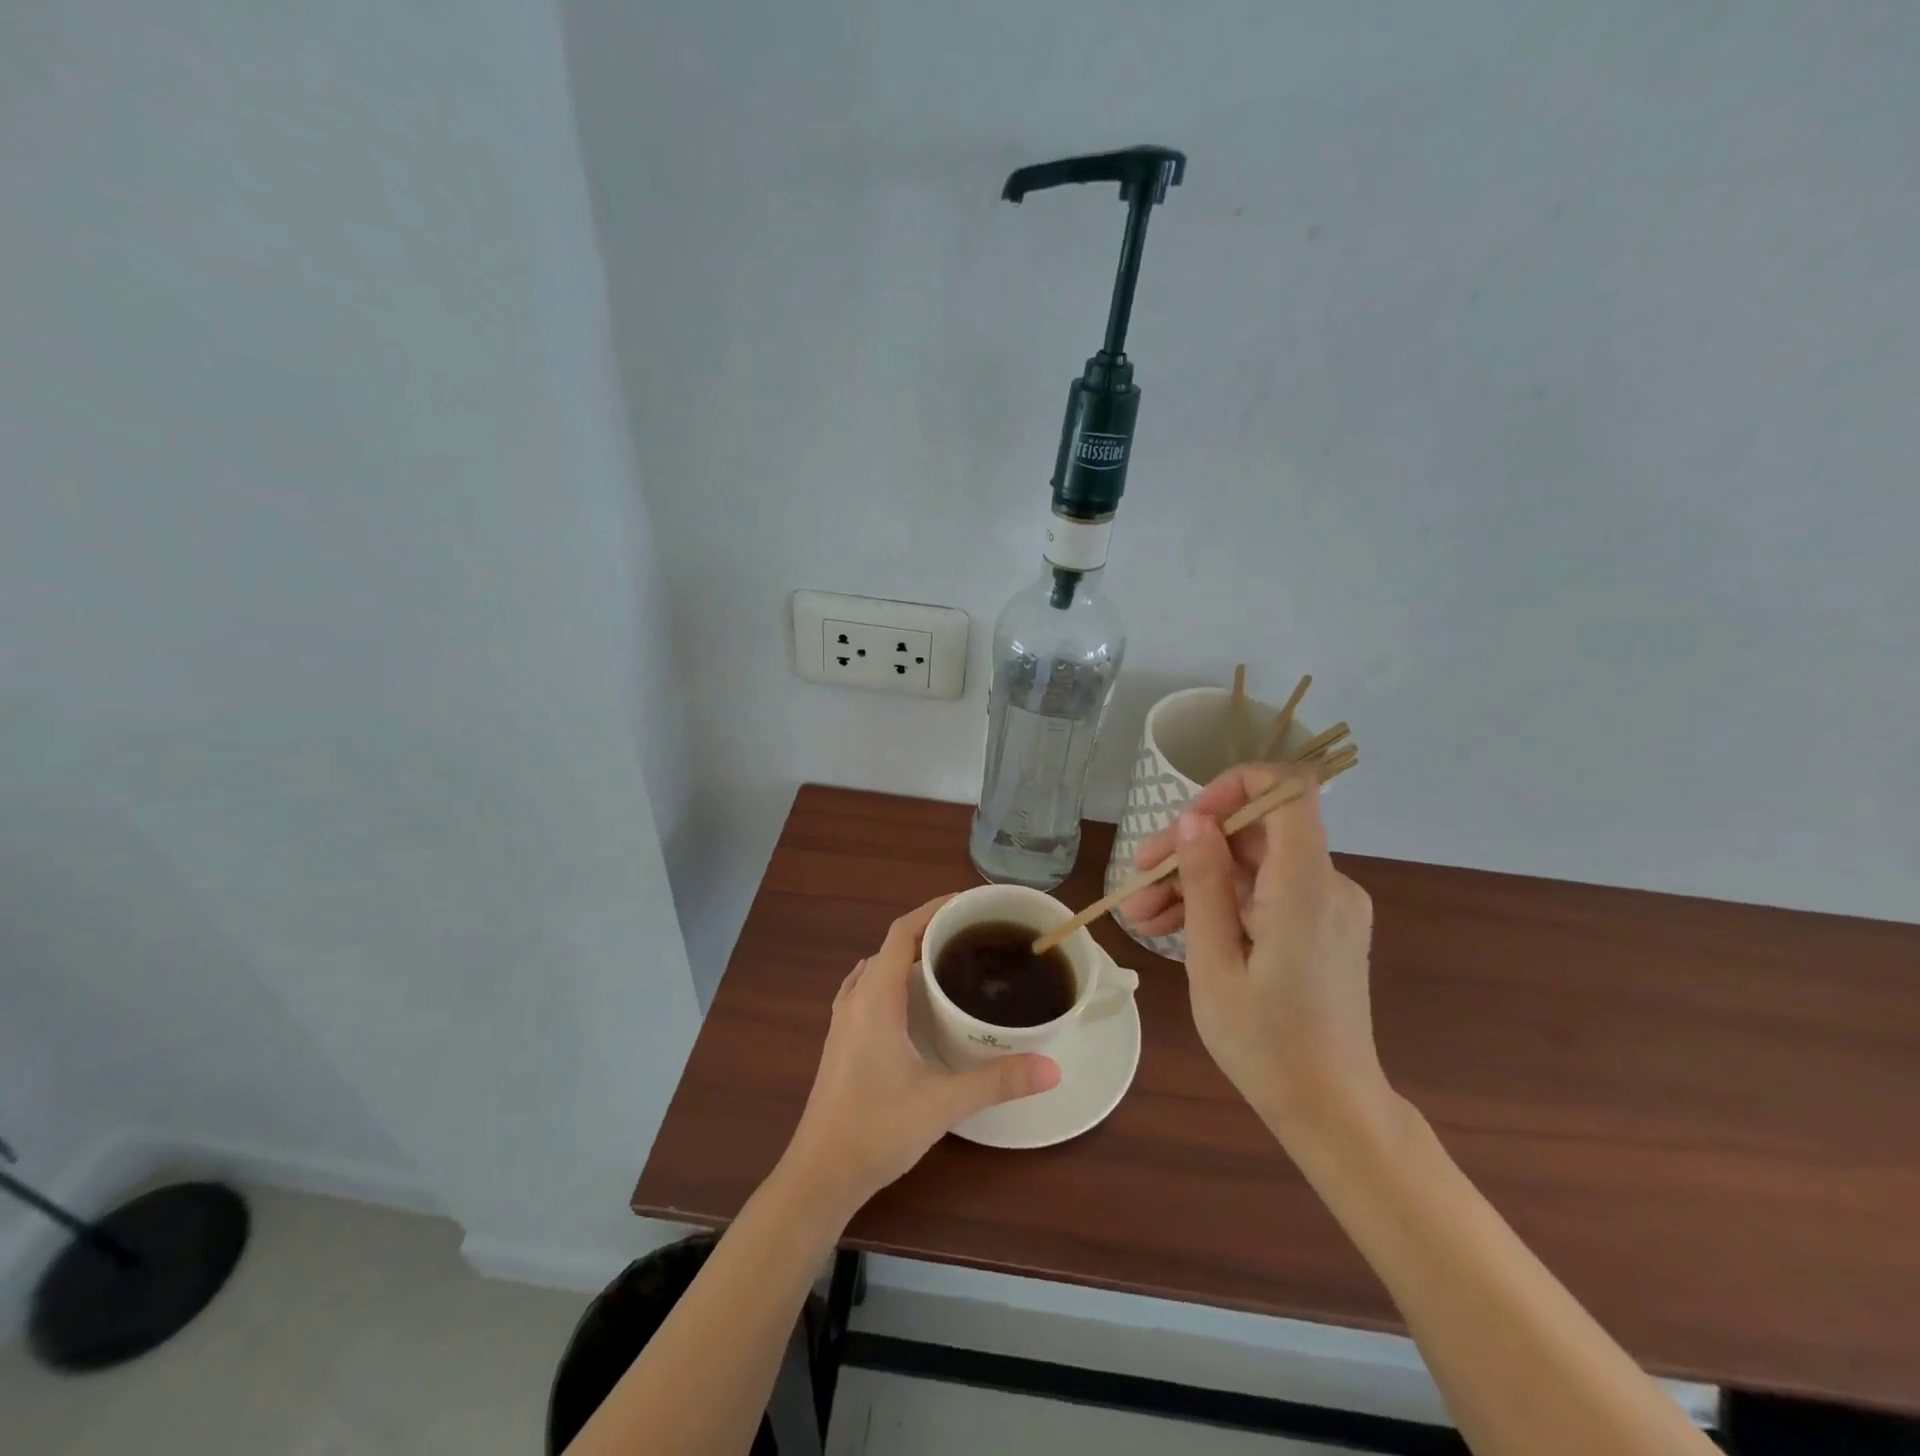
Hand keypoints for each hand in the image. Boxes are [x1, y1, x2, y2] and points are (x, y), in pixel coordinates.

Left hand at [778, 896, 1061, 1219]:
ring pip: (876, 968)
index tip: (968, 904)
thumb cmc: (877, 1129)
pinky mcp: (840, 1041)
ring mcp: (842, 1021)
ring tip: (948, 962)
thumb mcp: (943, 1103)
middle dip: (928, 932)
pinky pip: (866, 990)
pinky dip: (892, 980)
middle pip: (890, 947)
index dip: (933, 910)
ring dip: (907, 956)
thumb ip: (997, 1082)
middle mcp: (855, 999)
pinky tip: (912, 1003)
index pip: (902, 933)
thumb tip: (1052, 1068)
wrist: (819, 1174)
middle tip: (971, 936)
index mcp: (875, 998)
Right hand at [1121, 764, 1387, 1133]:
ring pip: (1253, 863)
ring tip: (1140, 916)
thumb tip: (1194, 821)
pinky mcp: (1321, 925)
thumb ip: (1204, 884)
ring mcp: (1328, 905)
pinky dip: (1221, 901)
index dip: (1232, 787)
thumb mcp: (1214, 963)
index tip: (1187, 823)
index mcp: (1307, 887)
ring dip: (1196, 879)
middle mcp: (1329, 884)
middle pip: (1255, 830)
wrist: (1332, 1111)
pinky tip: (1173, 926)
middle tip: (1136, 882)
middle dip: (1190, 848)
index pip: (1286, 789)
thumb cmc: (1266, 1045)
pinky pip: (1266, 892)